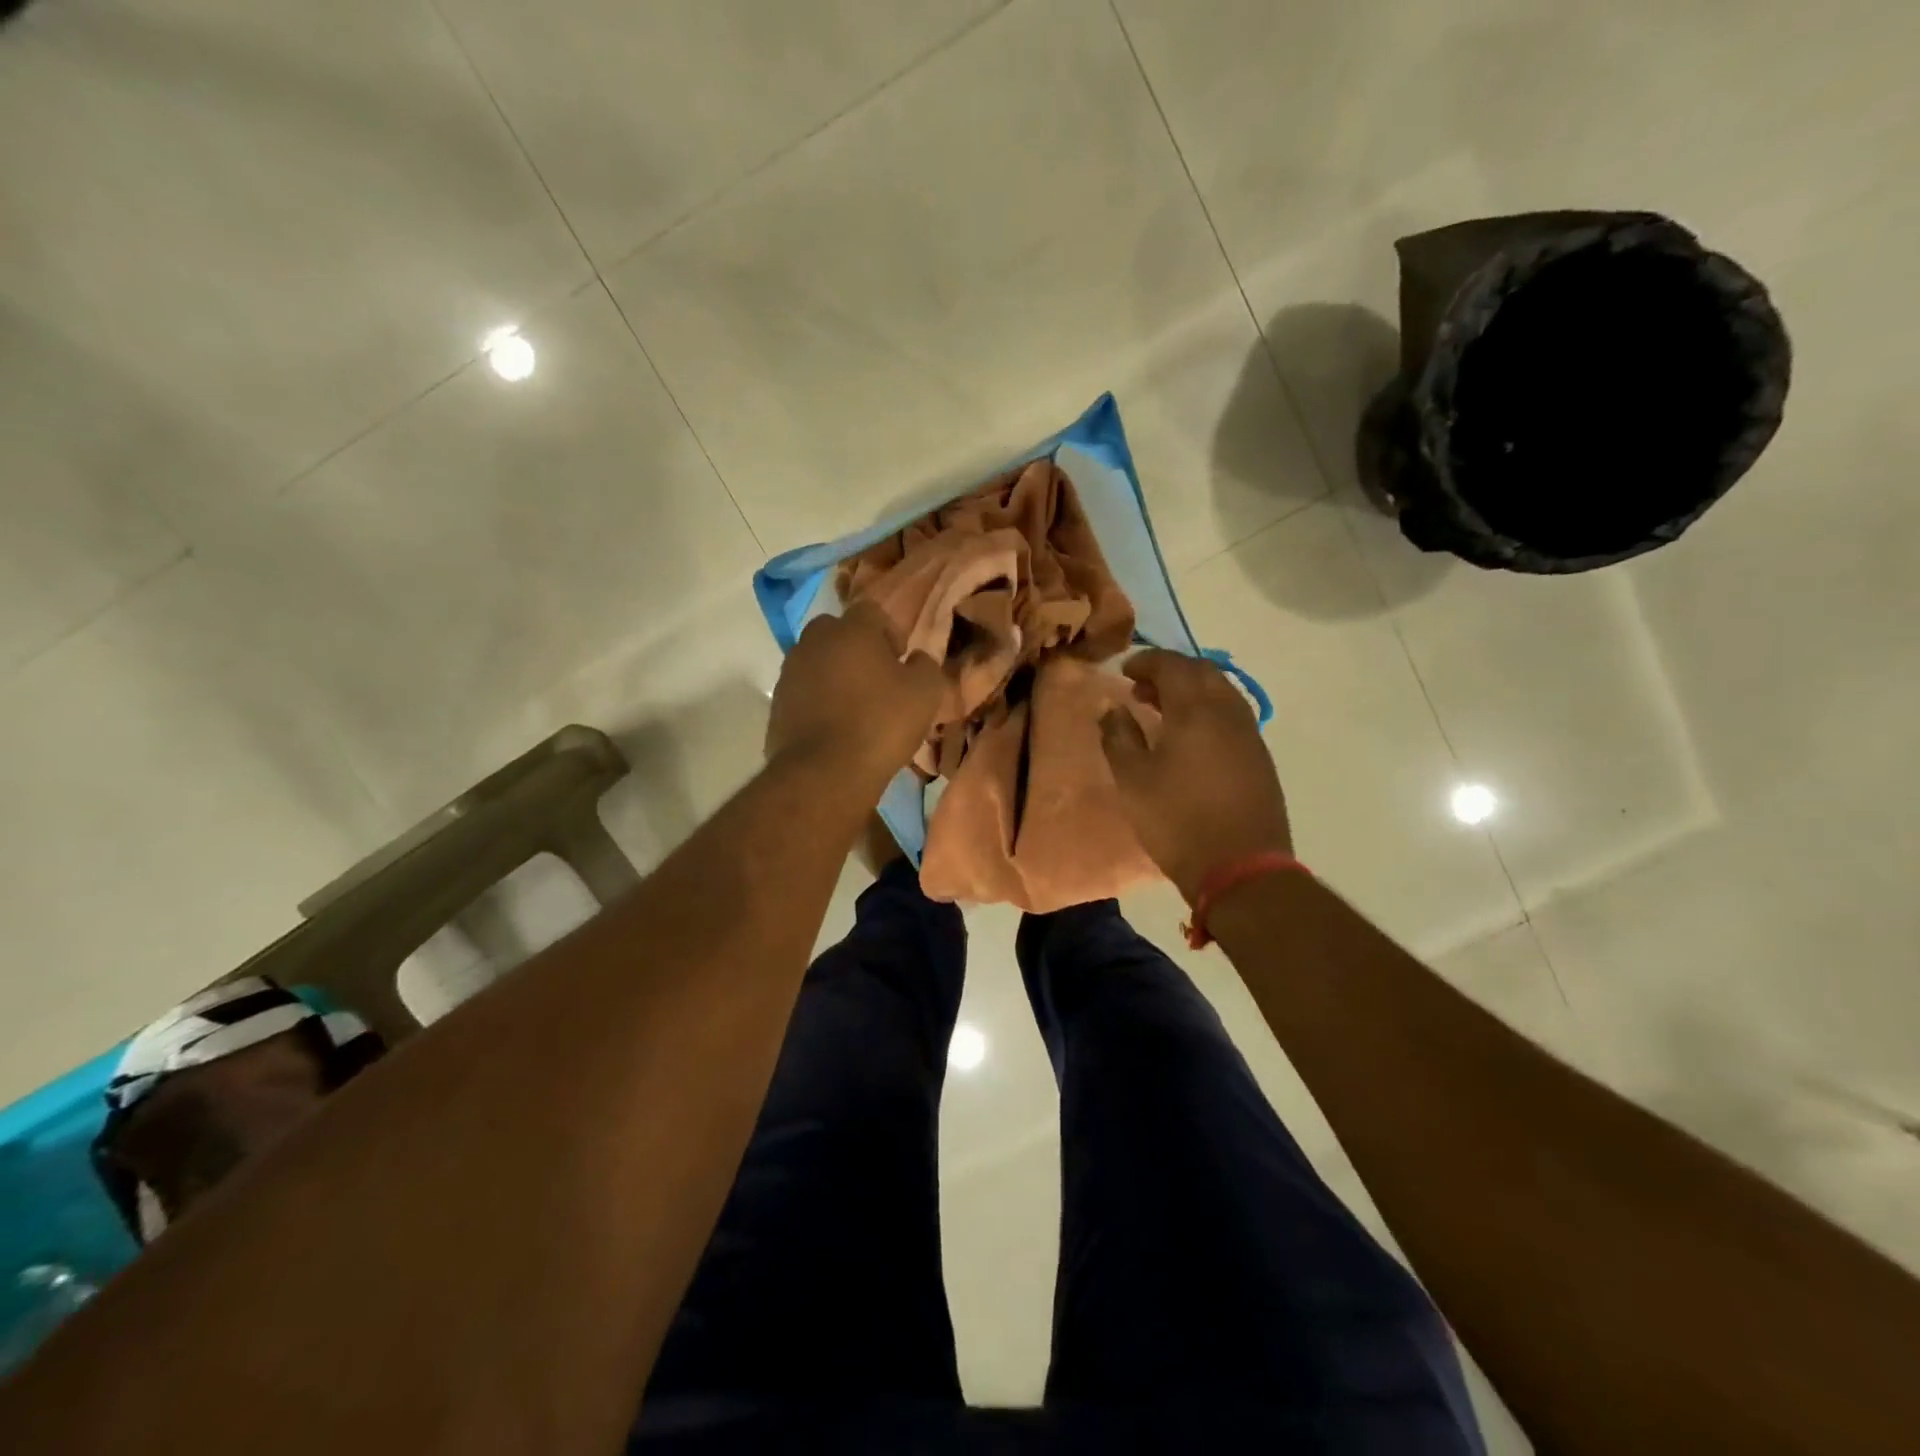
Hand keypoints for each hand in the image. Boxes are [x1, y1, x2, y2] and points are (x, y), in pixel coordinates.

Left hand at [766, 602, 944, 782]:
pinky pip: (803, 691)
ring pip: (817, 661)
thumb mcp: (925, 694)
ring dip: (835, 674)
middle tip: (876, 680)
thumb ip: (925, 666)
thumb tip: (915, 658)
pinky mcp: (777, 703)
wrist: (824, 773)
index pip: (871, 611)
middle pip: (837, 632)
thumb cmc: (881, 725)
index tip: (900, 661)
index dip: (890, 633)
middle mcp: (814, 641)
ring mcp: (790, 672)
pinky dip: (817, 700)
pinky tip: (834, 727)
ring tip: (854, 707)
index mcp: (851, 631)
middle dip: (857, 649)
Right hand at [1099, 650, 1290, 903]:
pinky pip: (1232, 715)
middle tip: (1142, 689)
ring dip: (1191, 690)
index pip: (1172, 665)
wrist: (1241, 867)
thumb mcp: (1132, 780)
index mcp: (1195, 710)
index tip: (1124, 671)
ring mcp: (1250, 734)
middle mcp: (1228, 712)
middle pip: (1202, 671)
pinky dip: (1208, 710)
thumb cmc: (1177, 820)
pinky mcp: (1260, 757)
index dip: (1146, 662)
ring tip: (1163, 710)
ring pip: (1221, 692)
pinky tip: (1191, 736)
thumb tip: (1112, 708)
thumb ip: (1118, 737)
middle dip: (1171, 671)